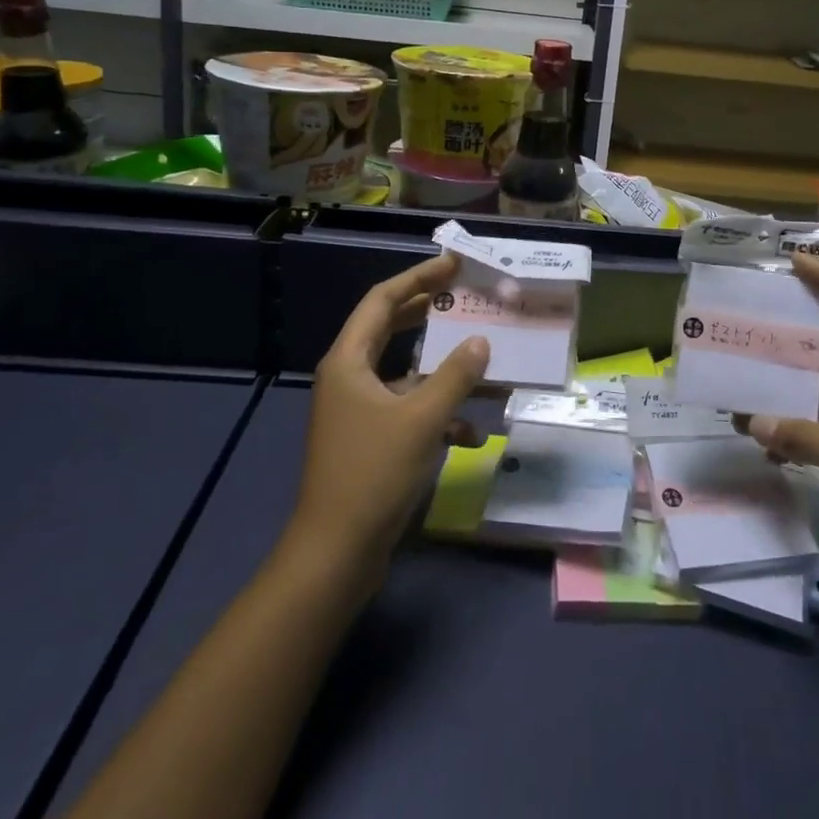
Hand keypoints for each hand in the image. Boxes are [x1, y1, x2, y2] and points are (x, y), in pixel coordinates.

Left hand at [288, 254, 490, 582]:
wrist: (335, 554)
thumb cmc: (372, 474)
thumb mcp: (421, 420)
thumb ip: (454, 376)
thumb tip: (480, 340)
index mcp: (349, 361)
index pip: (382, 300)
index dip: (418, 278)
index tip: (453, 264)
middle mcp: (349, 377)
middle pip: (391, 328)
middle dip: (429, 312)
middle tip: (466, 295)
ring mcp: (358, 410)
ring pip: (406, 372)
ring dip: (442, 368)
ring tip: (482, 357)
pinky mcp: (370, 439)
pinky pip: (408, 410)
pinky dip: (438, 413)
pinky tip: (472, 432)